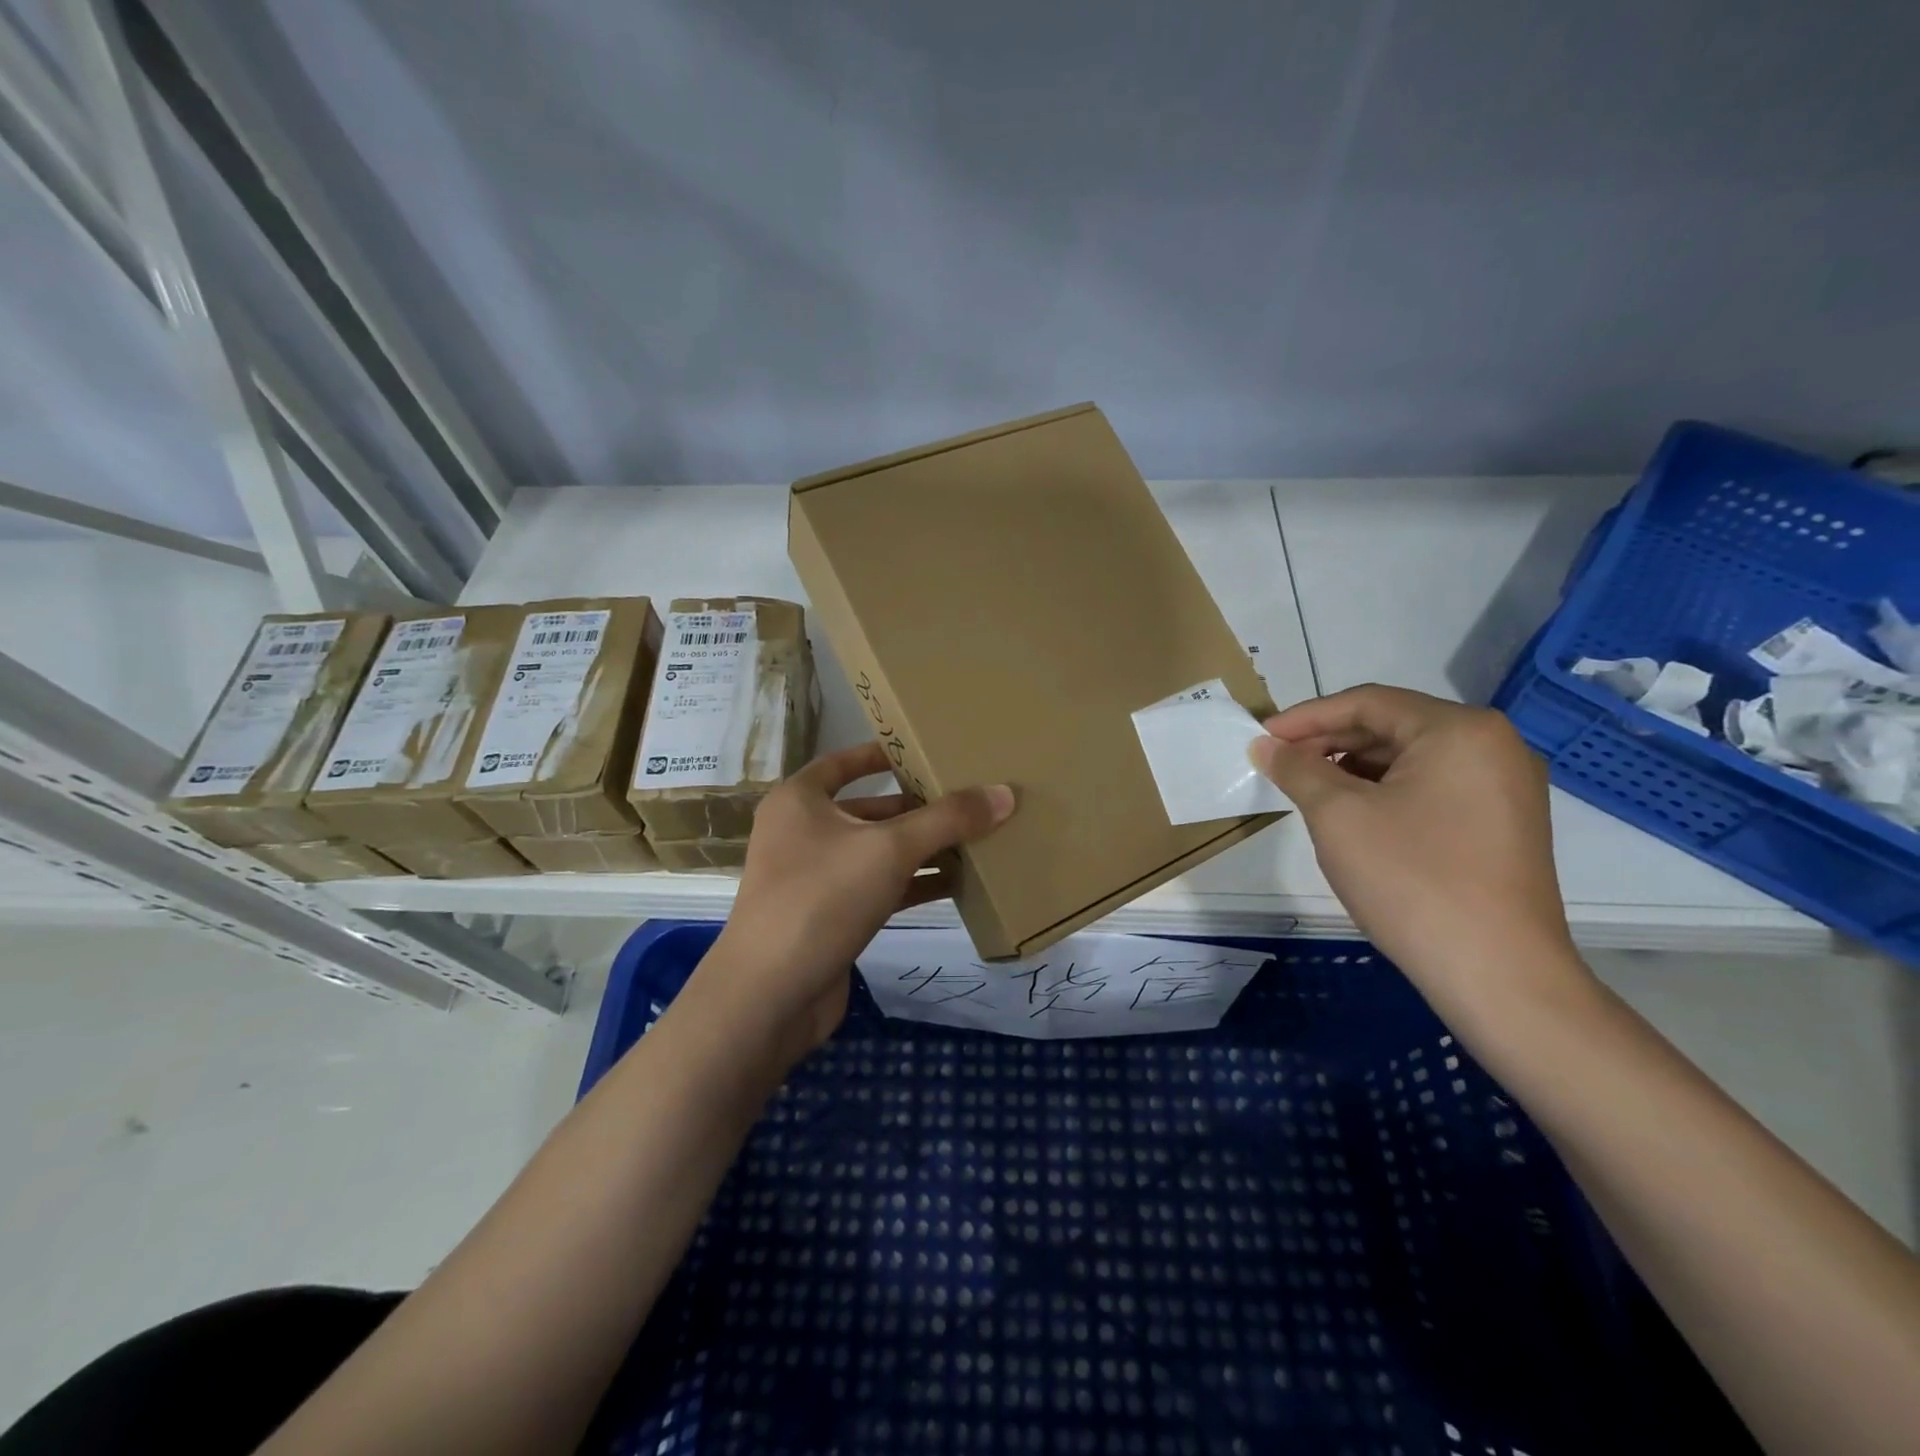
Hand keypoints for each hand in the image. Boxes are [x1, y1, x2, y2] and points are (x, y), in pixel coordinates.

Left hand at [701, 741, 1015, 1059]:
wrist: (770, 995)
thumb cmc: (821, 898)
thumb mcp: (889, 849)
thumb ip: (948, 820)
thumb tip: (1004, 793)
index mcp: (800, 800)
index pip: (845, 762)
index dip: (885, 754)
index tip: (927, 750)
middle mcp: (804, 832)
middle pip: (871, 808)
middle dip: (919, 807)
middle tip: (971, 798)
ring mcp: (815, 877)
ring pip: (878, 851)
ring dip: (923, 848)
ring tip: (977, 837)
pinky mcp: (831, 916)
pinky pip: (879, 887)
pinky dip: (914, 884)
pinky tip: (957, 884)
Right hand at [1248, 685, 1591, 1030]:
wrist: (1497, 973)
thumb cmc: (1412, 879)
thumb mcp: (1338, 816)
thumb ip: (1297, 768)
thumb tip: (1265, 745)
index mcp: (1459, 730)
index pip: (1367, 703)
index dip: (1306, 717)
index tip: (1261, 737)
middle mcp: (1493, 746)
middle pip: (1391, 726)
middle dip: (1328, 742)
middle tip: (1279, 764)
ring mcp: (1505, 787)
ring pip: (1410, 759)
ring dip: (1352, 768)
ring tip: (1307, 790)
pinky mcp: (1503, 824)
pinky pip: (1431, 788)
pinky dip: (1384, 792)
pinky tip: (1351, 815)